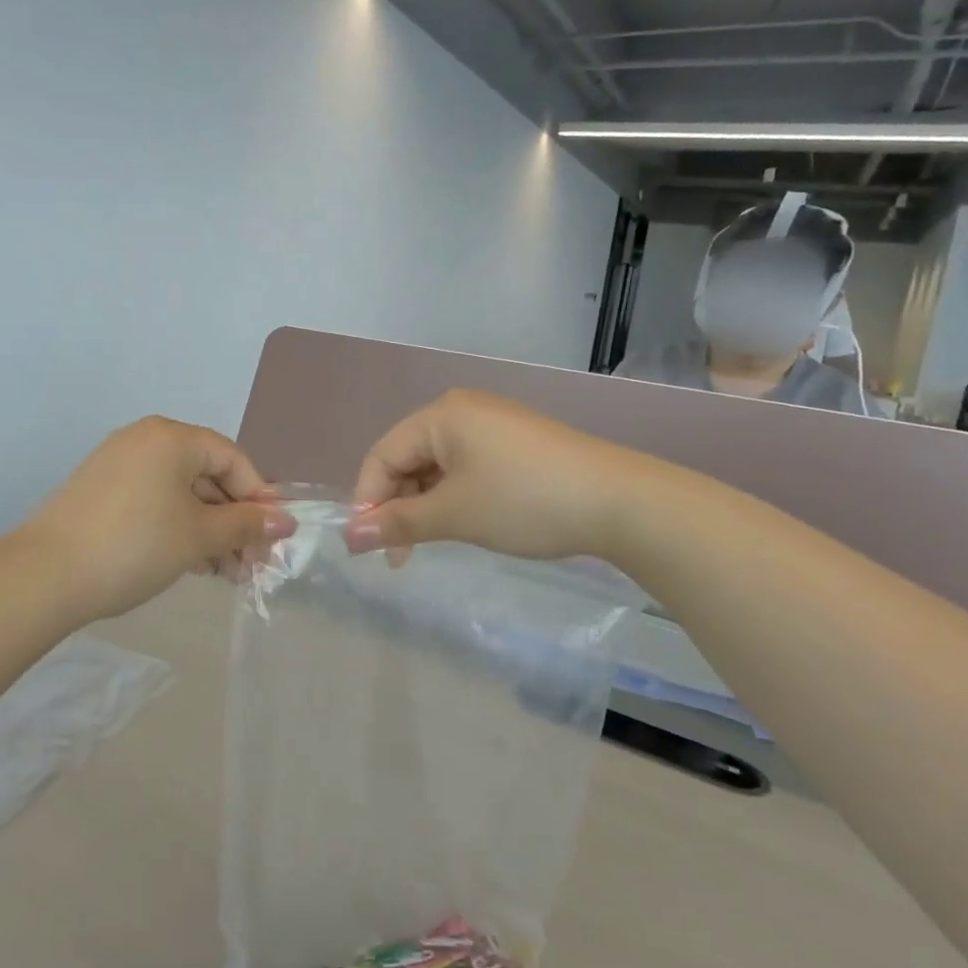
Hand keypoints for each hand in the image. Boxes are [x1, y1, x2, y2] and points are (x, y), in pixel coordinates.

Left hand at [22, 416, 295, 623]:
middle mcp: (145, 440)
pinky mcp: (100, 490)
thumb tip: (287, 521)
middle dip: (233, 522)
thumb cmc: (136, 545)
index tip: (272, 538)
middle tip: (250, 564)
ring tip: (224, 574)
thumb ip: (247, 524)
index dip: (258, 498)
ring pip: (180, 493)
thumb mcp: (199, 536)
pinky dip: (177, 527)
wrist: (45, 575)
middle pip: (207, 476)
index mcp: (172, 437)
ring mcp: (118, 464)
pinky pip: (154, 501)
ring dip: (208, 530)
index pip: (232, 459)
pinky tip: (190, 563)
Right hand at [345, 390, 647, 560]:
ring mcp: (493, 425)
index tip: (368, 548)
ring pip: (437, 466)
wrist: (620, 502)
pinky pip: (466, 467)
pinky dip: (454, 497)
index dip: (367, 502)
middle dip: (398, 506)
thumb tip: (348, 538)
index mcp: (441, 415)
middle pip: (408, 459)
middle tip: (400, 556)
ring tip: (432, 544)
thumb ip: (397, 523)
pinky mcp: (515, 443)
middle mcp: (462, 411)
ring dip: (425, 505)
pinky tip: (464, 523)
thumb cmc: (524, 501)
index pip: (382, 456)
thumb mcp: (454, 515)